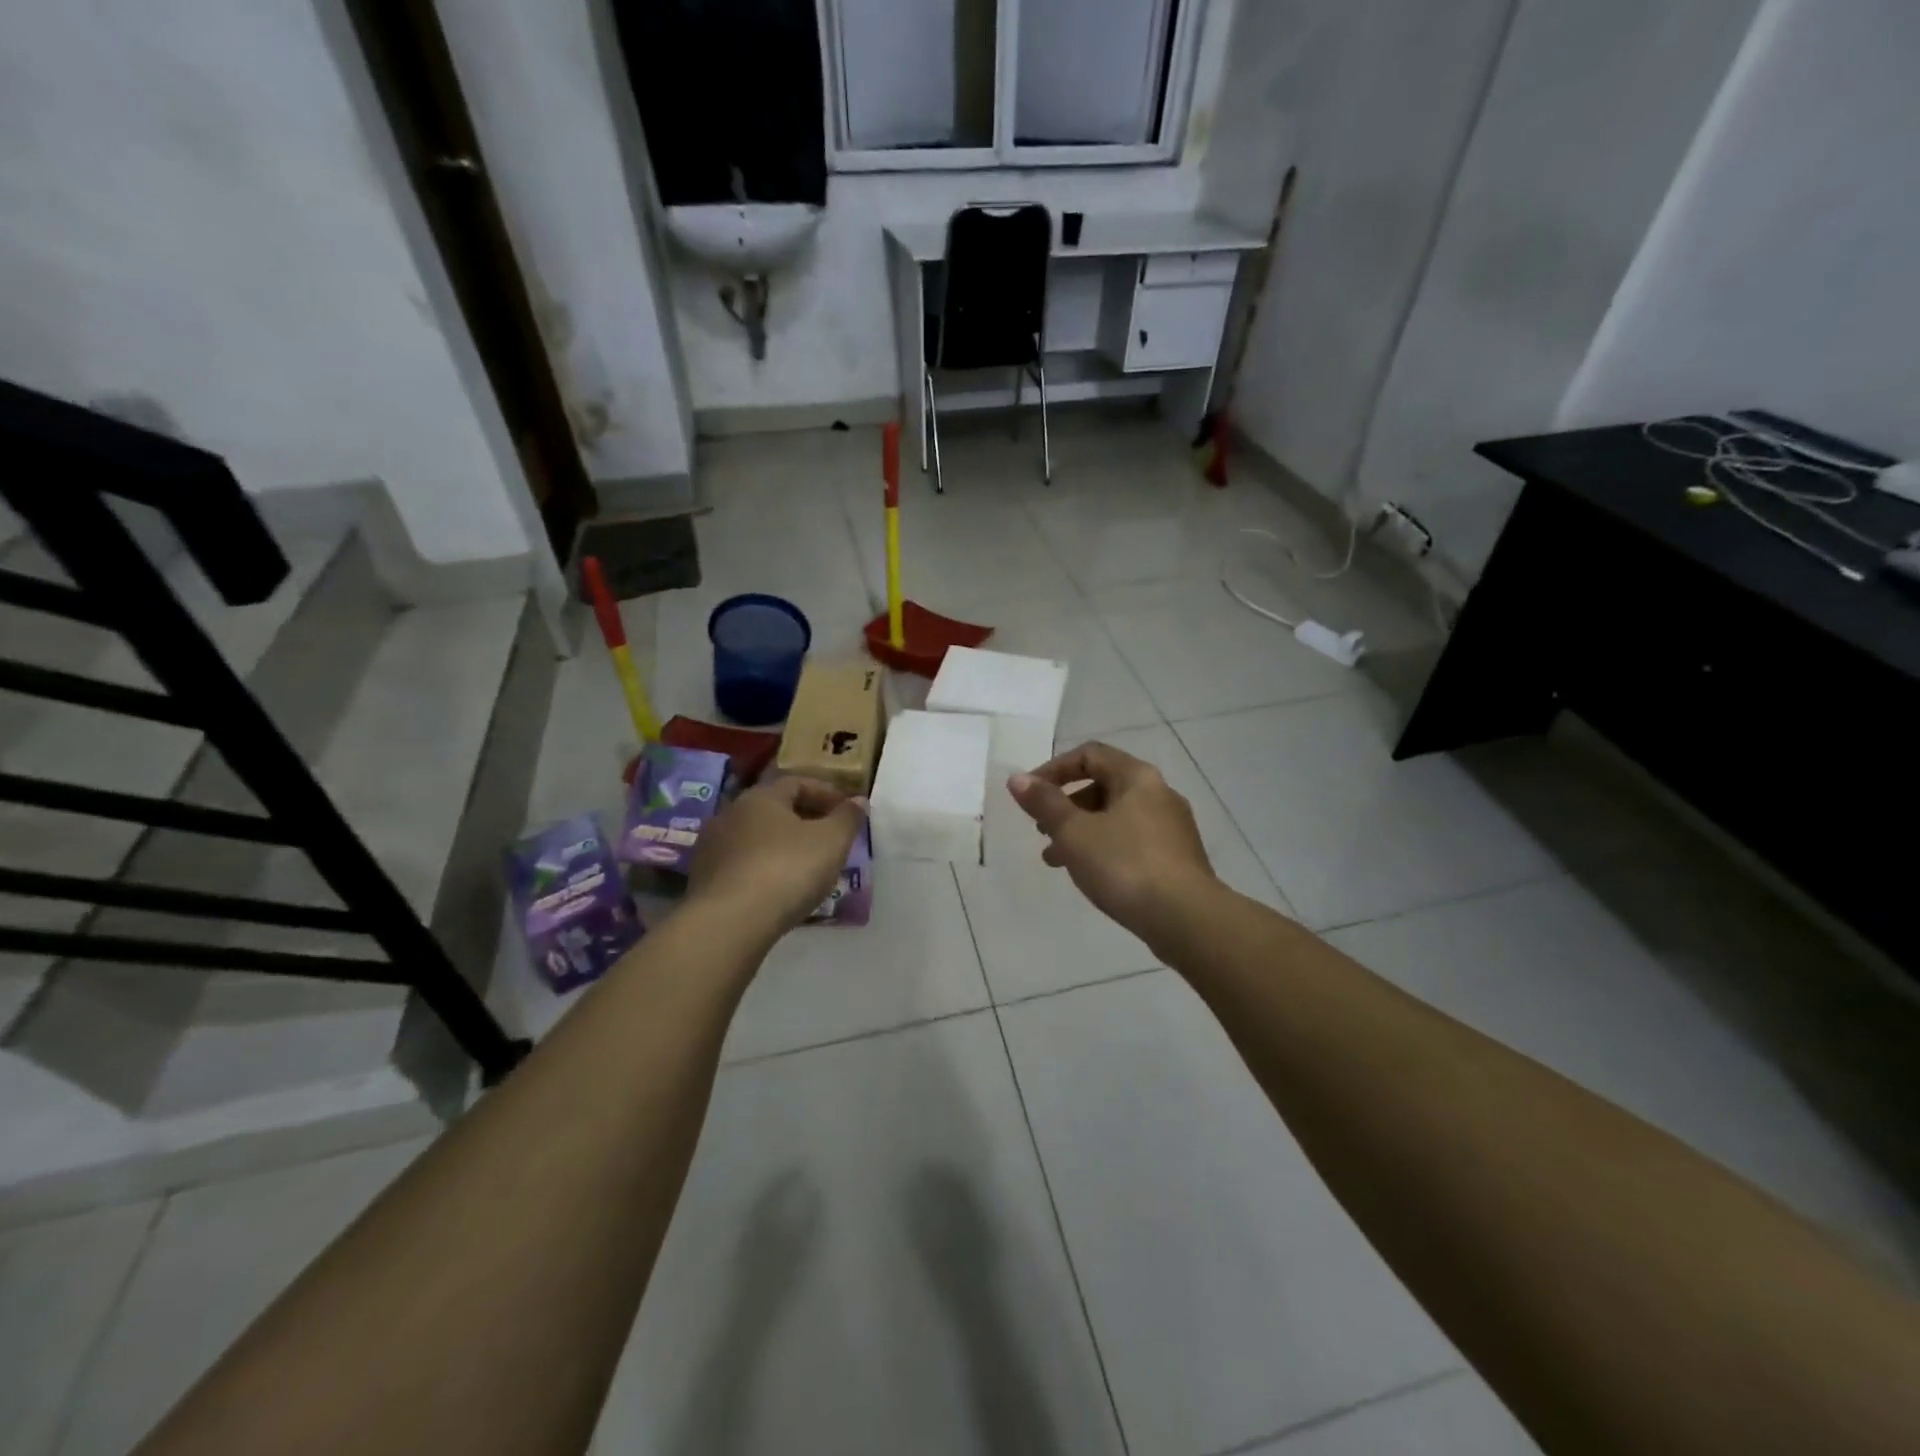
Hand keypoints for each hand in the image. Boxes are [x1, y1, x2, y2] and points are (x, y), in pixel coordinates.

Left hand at [687, 777, 866, 934]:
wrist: (729, 923)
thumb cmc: (787, 870)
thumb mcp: (831, 841)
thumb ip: (847, 818)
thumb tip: (858, 801)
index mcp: (761, 797)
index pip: (797, 782)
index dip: (827, 793)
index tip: (848, 810)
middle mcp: (730, 814)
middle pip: (774, 809)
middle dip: (805, 819)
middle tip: (831, 838)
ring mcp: (711, 847)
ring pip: (757, 838)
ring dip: (783, 845)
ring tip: (807, 866)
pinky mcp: (703, 880)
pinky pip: (743, 865)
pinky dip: (764, 869)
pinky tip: (780, 889)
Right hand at [1008, 742, 1215, 941]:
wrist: (1186, 919)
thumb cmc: (1124, 865)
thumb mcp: (1074, 832)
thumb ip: (1044, 803)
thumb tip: (1018, 778)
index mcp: (1138, 777)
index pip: (1090, 754)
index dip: (1054, 769)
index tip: (1029, 794)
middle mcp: (1160, 794)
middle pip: (1104, 785)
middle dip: (1066, 805)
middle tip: (1041, 830)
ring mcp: (1172, 827)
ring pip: (1116, 817)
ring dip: (1081, 831)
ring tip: (1056, 859)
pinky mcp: (1177, 858)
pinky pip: (1132, 841)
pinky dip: (1104, 848)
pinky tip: (1090, 875)